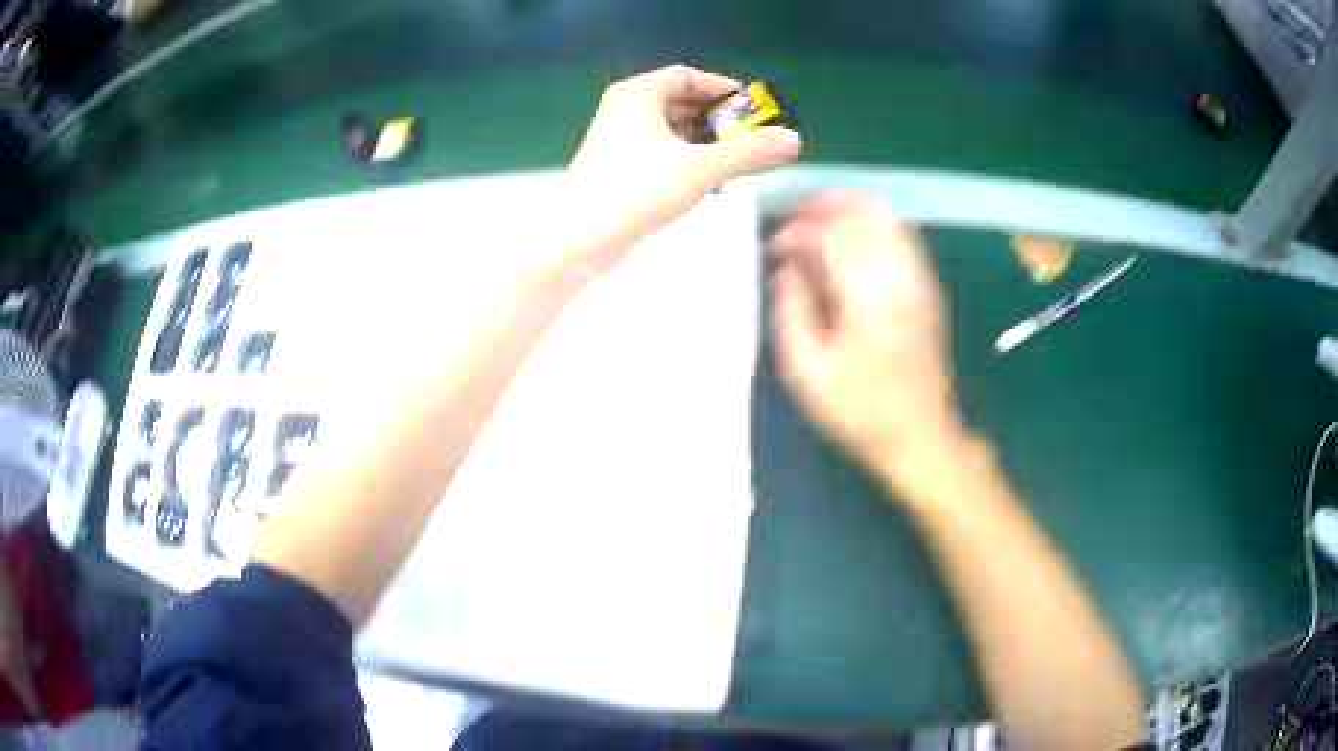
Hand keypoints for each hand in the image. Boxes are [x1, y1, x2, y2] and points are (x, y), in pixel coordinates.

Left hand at [565, 65, 801, 271]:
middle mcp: (624, 110)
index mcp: (638, 94)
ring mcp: (618, 140)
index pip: (687, 78)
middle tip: (753, 137)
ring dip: (706, 143)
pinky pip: (660, 152)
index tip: (753, 106)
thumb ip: (749, 152)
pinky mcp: (617, 168)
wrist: (580, 238)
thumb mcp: (702, 167)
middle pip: (681, 104)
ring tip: (738, 162)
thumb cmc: (638, 190)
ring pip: (671, 131)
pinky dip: (686, 160)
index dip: (722, 89)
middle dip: (719, 120)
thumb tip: (793, 141)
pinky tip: (709, 182)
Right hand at [769, 192, 966, 488]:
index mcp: (866, 292)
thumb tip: (785, 269)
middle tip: (795, 225)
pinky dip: (871, 227)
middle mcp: (899, 272)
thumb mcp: (805, 369)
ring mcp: (919, 277)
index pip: (828, 233)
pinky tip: (851, 249)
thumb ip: (790, 308)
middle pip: (864, 208)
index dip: (794, 233)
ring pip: (887, 215)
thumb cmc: (859, 410)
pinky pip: (901, 233)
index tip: (774, 253)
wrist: (920, 436)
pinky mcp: (928, 287)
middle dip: (824, 206)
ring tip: (819, 230)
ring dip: (849, 211)